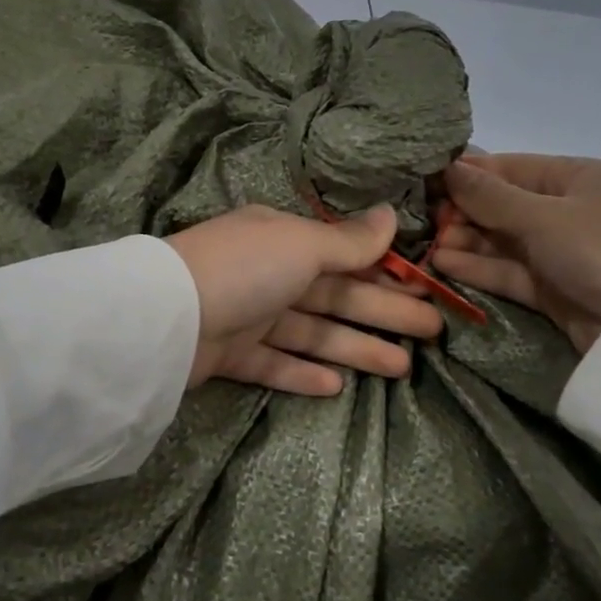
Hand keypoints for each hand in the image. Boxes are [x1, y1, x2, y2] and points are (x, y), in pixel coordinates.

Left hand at [169, 205, 442, 395]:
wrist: (167, 317)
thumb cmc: (243, 268)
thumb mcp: (301, 245)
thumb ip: (348, 240)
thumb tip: (390, 214)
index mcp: (280, 239)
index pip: (342, 256)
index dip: (384, 273)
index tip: (423, 290)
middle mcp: (266, 273)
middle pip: (335, 295)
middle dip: (384, 313)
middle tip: (433, 333)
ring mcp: (246, 316)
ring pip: (311, 333)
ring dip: (355, 348)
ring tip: (402, 368)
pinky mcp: (230, 355)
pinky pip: (275, 364)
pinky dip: (303, 373)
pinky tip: (336, 386)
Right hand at [432, 155, 600, 353]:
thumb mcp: (544, 216)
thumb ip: (490, 196)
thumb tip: (447, 166)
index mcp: (574, 177)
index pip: (507, 168)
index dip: (465, 175)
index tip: (422, 183)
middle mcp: (566, 210)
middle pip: (501, 205)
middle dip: (461, 213)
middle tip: (422, 223)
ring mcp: (561, 251)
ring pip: (502, 241)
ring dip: (465, 242)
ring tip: (427, 247)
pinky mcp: (554, 289)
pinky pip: (509, 272)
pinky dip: (479, 268)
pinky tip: (443, 265)